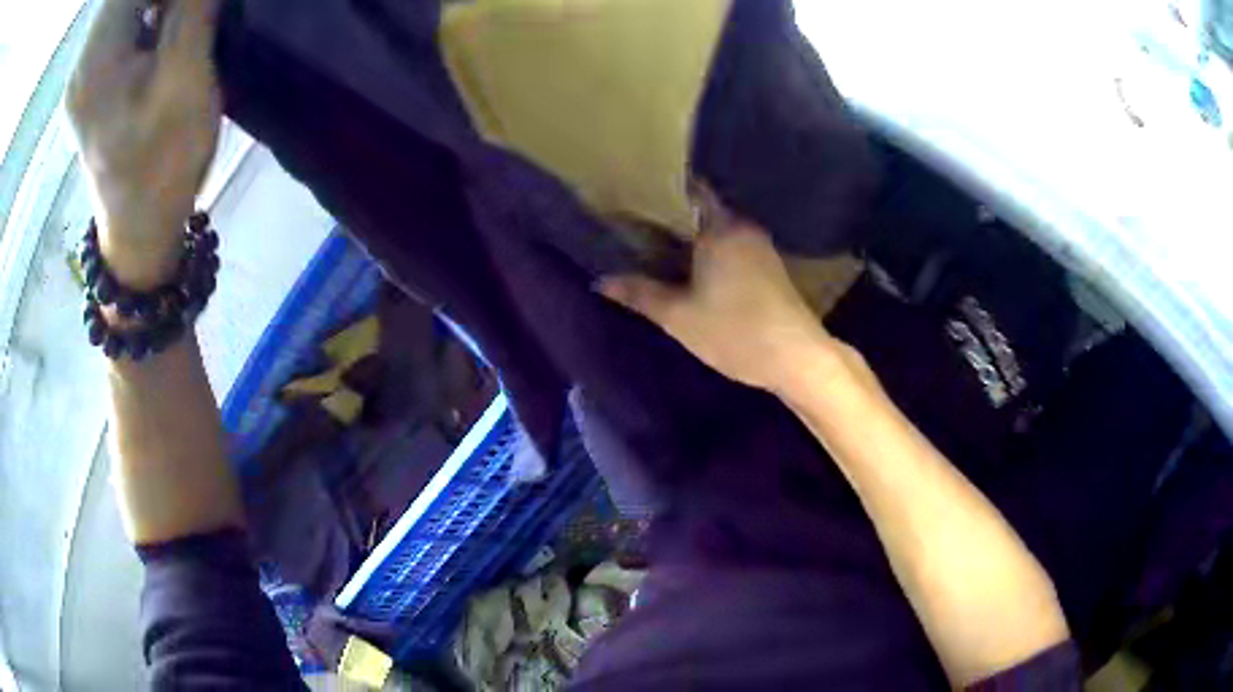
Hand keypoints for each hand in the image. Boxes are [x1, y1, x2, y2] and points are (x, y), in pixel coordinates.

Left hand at [67, 0, 221, 287]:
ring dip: (152, 2)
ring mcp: (82, 75)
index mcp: (94, 64)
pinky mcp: (89, 81)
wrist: (140, 227)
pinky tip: (161, 29)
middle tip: (187, 10)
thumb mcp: (186, 80)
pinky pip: (117, 24)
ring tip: (177, 19)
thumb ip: (192, 11)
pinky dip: (144, 13)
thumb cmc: (162, 165)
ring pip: (120, 6)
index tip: (188, 3)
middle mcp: (81, 65)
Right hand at [598, 188, 841, 391]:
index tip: (633, 199)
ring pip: (718, 230)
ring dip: (693, 237)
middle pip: (702, 210)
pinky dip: (712, 252)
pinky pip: (732, 246)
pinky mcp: (770, 267)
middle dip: (672, 218)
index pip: (688, 191)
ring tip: (658, 247)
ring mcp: (761, 246)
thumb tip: (600, 281)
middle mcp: (742, 227)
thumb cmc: (736, 331)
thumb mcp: (679, 316)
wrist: (797, 358)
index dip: (661, 193)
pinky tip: (694, 269)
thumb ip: (640, 294)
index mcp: (719, 227)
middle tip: (636, 227)